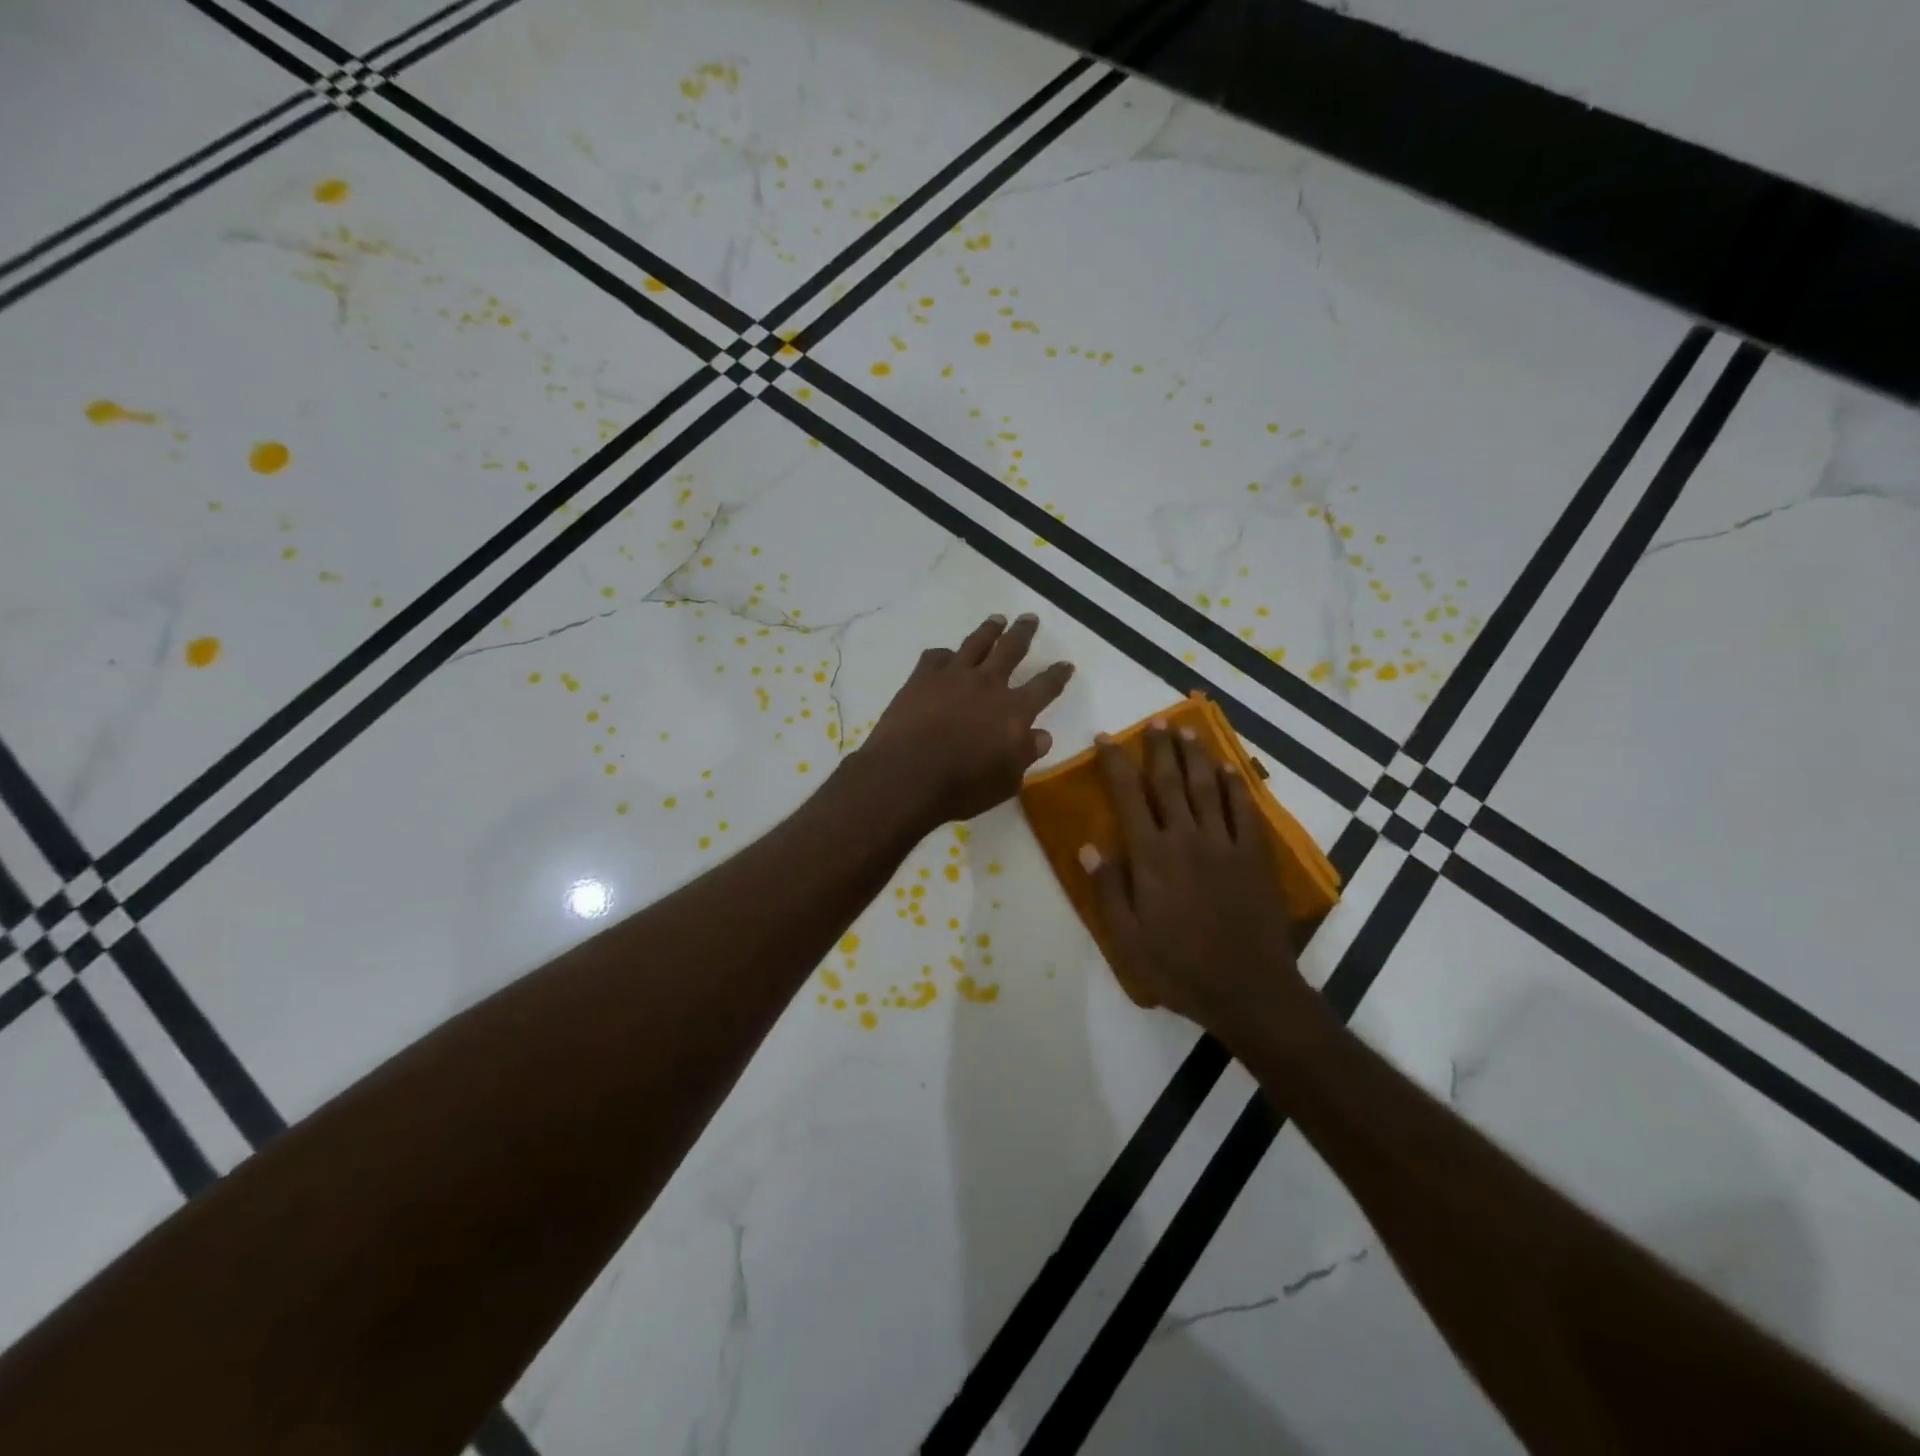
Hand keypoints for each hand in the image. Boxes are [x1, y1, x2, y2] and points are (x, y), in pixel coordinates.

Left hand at [858, 613, 1073, 826]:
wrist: (907, 774)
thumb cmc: (962, 786)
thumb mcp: (1006, 781)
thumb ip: (1025, 755)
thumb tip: (1042, 735)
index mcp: (1014, 711)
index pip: (1045, 687)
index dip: (1057, 675)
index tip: (1066, 664)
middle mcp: (988, 684)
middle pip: (1011, 649)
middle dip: (1023, 633)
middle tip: (1030, 618)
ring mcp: (953, 676)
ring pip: (976, 643)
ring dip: (989, 630)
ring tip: (997, 619)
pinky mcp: (922, 677)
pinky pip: (937, 656)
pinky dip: (944, 654)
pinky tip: (945, 655)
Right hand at [1082, 721, 1316, 1039]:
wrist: (1247, 989)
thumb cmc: (1178, 968)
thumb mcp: (1127, 939)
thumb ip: (1108, 890)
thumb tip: (1089, 846)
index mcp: (1151, 857)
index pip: (1128, 797)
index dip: (1116, 764)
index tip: (1106, 738)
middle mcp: (1186, 839)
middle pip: (1169, 783)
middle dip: (1159, 749)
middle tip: (1155, 721)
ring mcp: (1225, 845)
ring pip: (1207, 789)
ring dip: (1195, 758)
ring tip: (1187, 732)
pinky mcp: (1254, 858)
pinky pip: (1245, 812)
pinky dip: (1237, 787)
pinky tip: (1230, 769)